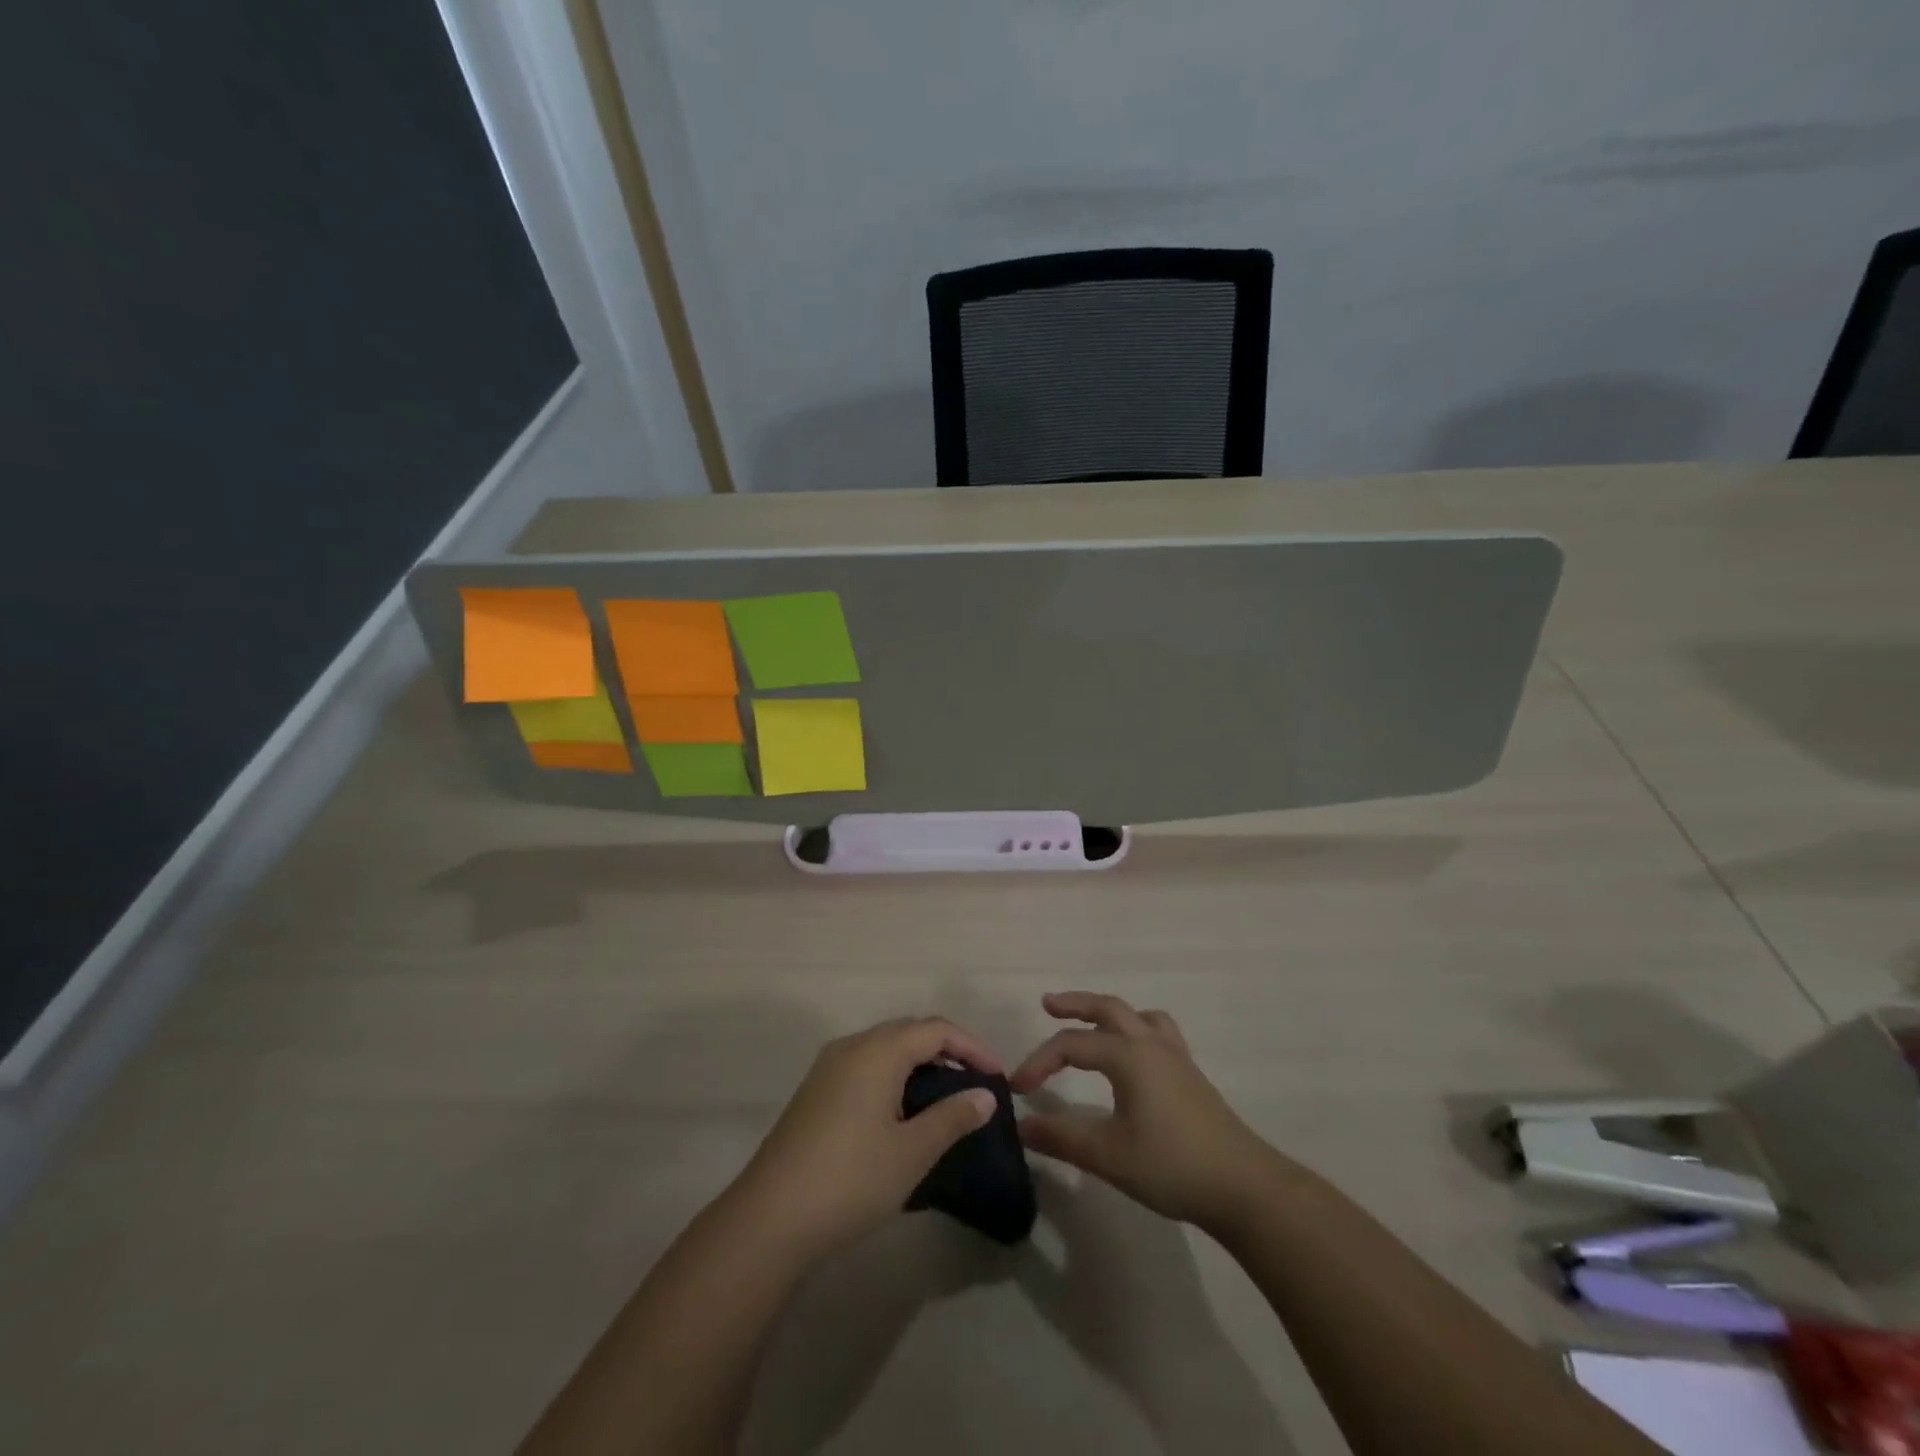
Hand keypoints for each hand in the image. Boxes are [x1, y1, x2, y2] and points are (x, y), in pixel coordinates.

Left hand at [734, 1017, 1000, 1259]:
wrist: (769, 1219)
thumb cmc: (850, 1179)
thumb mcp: (912, 1152)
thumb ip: (952, 1117)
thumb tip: (985, 1095)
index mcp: (878, 1050)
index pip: (936, 1029)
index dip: (972, 1047)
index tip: (998, 1077)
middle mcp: (852, 1046)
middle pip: (910, 1031)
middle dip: (948, 1049)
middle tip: (976, 1083)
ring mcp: (828, 1067)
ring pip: (886, 1047)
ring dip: (920, 1062)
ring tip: (947, 1096)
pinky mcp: (816, 1091)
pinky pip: (867, 1065)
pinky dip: (895, 1075)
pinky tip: (904, 1110)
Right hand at [1011, 992, 1272, 1228]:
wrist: (1242, 1186)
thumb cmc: (1170, 1164)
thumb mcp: (1108, 1154)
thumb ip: (1061, 1137)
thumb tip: (1022, 1126)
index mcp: (1128, 1055)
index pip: (1071, 1046)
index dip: (1039, 1061)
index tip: (1018, 1089)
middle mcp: (1150, 1044)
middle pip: (1108, 1008)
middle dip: (1075, 1004)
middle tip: (1048, 1004)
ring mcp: (1175, 1057)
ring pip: (1138, 1016)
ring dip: (1109, 1013)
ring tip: (1092, 1025)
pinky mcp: (1190, 1075)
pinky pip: (1158, 1033)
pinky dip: (1136, 1030)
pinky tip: (1134, 1057)